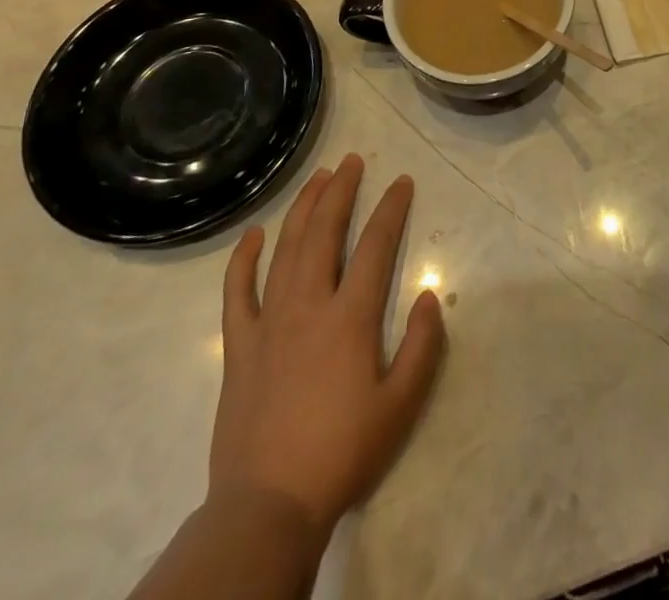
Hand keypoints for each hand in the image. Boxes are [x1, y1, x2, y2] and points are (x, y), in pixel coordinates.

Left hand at [210, 154, 445, 535]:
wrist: (268, 506)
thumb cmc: (342, 453)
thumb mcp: (401, 405)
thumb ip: (422, 346)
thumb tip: (430, 295)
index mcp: (350, 318)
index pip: (376, 246)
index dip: (391, 209)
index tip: (401, 182)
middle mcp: (308, 306)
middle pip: (324, 232)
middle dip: (341, 191)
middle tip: (352, 162)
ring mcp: (268, 322)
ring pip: (285, 250)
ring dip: (302, 209)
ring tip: (317, 179)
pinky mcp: (239, 345)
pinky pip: (237, 292)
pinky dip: (243, 259)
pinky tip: (253, 234)